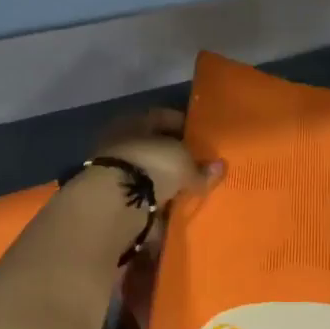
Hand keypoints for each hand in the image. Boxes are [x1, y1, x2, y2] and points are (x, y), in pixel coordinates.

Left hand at [60, 109, 223, 266]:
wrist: (111, 205)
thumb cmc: (151, 167)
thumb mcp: (183, 164)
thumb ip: (201, 168)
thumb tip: (220, 166)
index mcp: (137, 121)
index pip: (164, 117)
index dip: (184, 126)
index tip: (201, 139)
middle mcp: (122, 140)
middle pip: (153, 146)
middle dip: (172, 157)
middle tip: (195, 167)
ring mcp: (113, 170)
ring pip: (144, 172)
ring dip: (161, 182)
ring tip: (185, 192)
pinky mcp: (109, 199)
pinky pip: (138, 197)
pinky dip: (152, 203)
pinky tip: (168, 210)